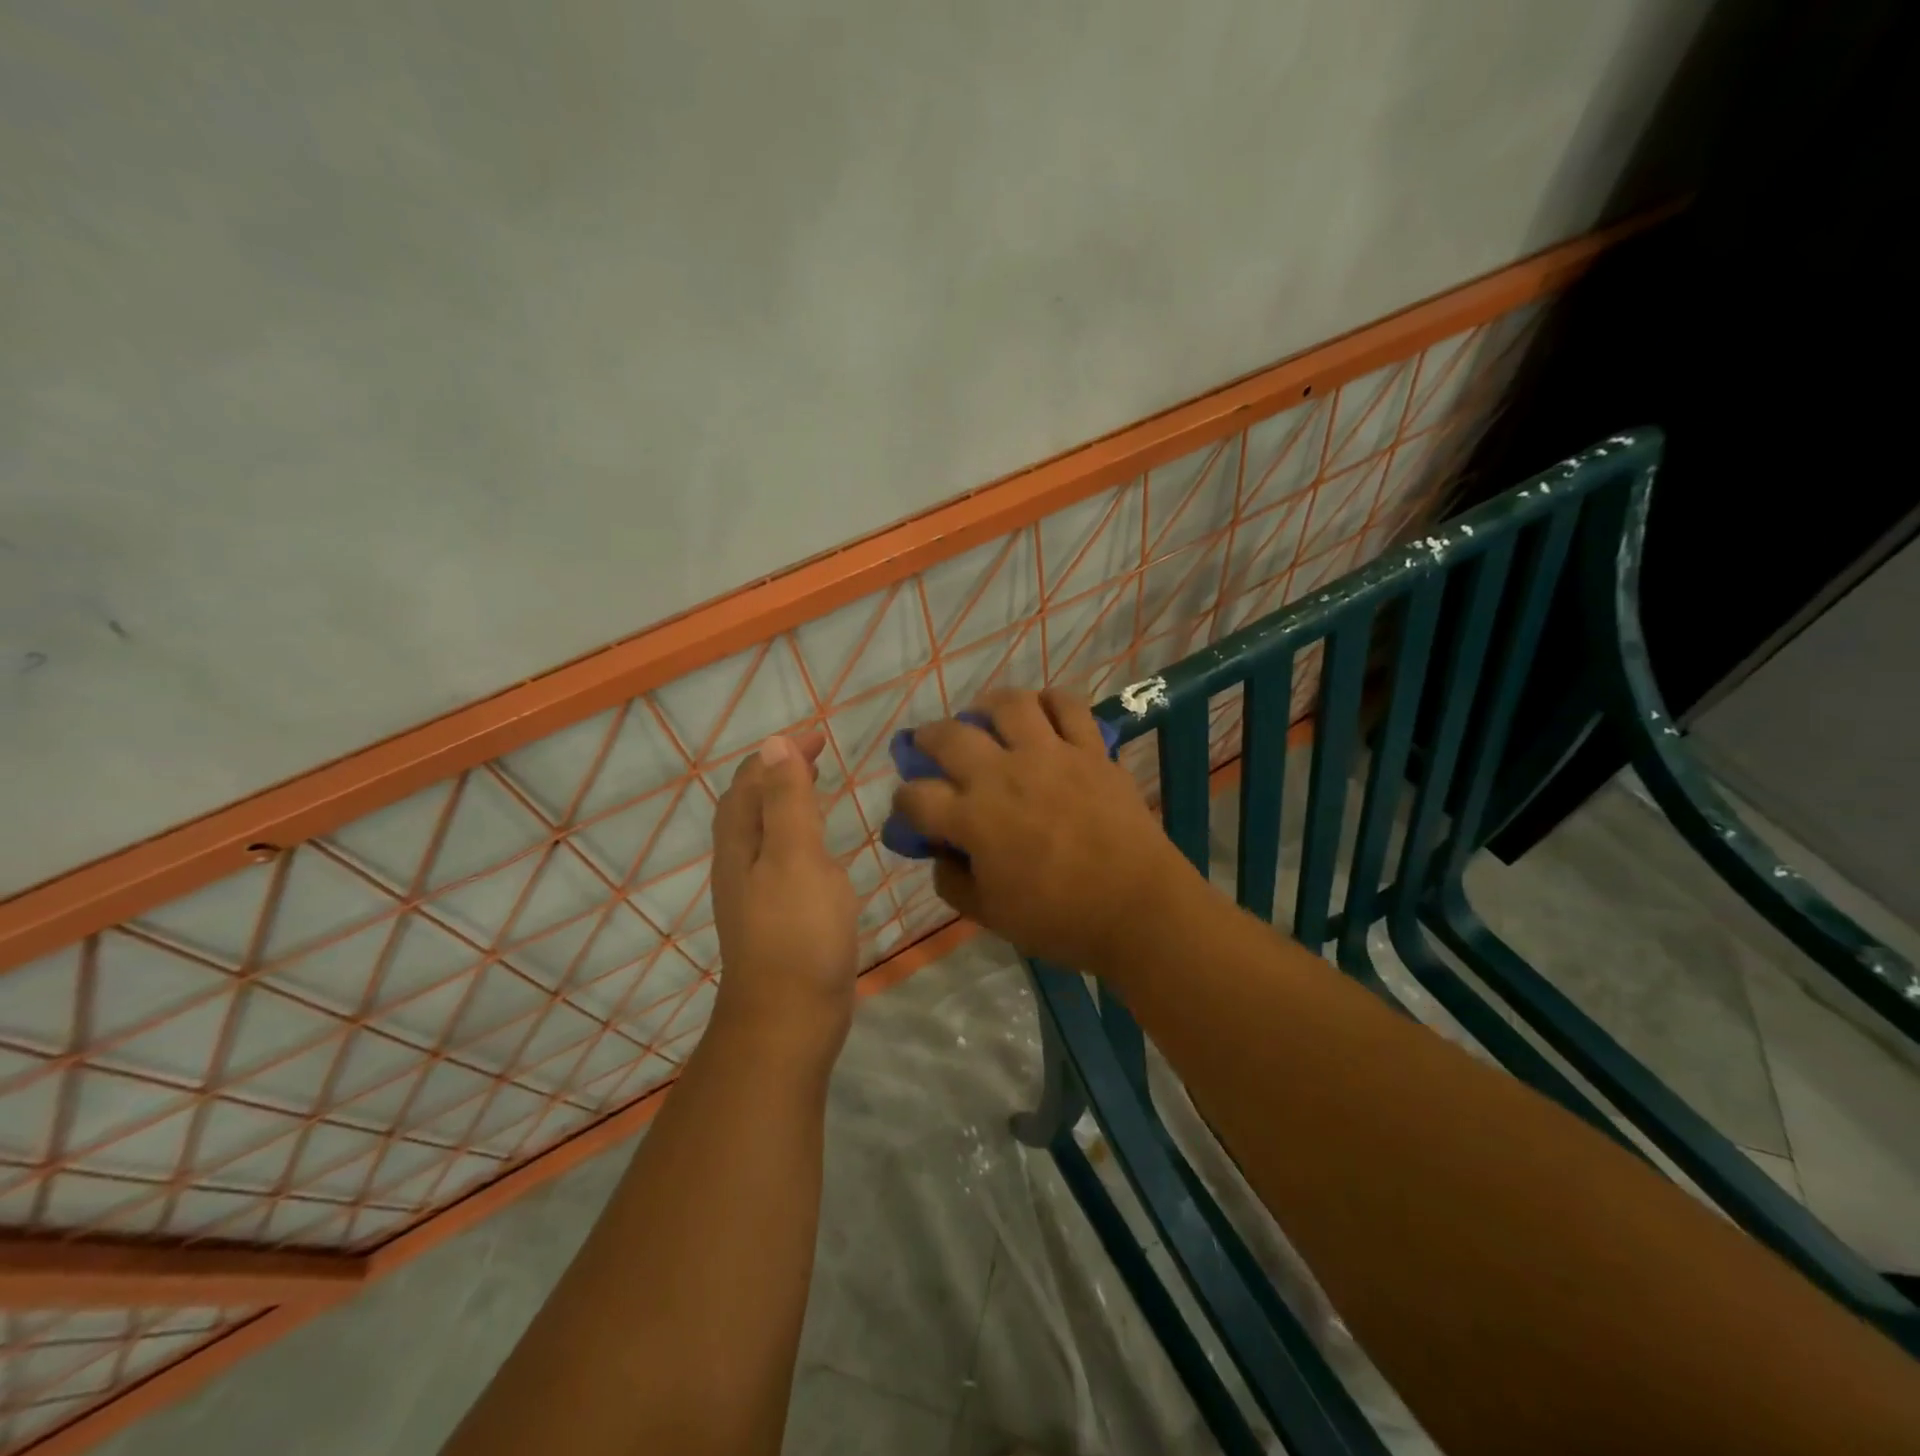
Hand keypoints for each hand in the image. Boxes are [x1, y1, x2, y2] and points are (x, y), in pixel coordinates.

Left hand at [709, 731, 858, 1063]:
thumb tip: (773, 745)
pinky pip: (784, 861)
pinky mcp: (778, 918)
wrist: (789, 1018)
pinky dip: (800, 838)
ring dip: (788, 804)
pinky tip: (823, 853)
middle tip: (819, 757)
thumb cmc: (797, 932)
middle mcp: (740, 865)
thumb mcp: (795, 857)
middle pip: (751, 806)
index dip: (778, 755)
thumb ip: (786, 801)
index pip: (750, 783)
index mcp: (740, 845)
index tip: (817, 737)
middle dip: (780, 774)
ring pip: (767, 834)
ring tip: (820, 791)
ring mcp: (757, 895)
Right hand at [890, 688, 1201, 973]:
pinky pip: (1068, 706)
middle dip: (927, 739)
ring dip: (986, 706)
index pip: (916, 796)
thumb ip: (953, 882)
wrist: (1137, 908)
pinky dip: (1051, 701)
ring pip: (1008, 705)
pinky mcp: (1090, 749)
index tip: (909, 807)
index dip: (904, 800)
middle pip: (950, 737)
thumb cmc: (1060, 919)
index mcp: (973, 818)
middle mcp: (1004, 775)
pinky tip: (1042, 712)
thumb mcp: (990, 916)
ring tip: (984, 717)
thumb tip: (941, 853)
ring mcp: (1050, 755)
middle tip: (929, 746)